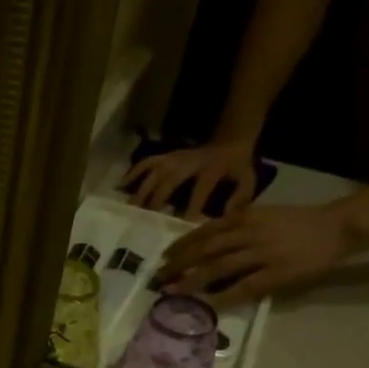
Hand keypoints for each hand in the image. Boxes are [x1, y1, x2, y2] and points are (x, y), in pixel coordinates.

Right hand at [124, 139, 259, 217]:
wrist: (230, 140)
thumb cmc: (237, 167)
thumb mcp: (248, 180)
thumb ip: (240, 198)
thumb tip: (225, 217)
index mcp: (211, 168)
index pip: (200, 189)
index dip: (191, 208)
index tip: (182, 227)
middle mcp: (189, 162)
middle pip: (168, 181)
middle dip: (156, 201)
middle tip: (144, 222)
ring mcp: (175, 158)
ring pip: (154, 172)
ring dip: (141, 190)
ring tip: (130, 210)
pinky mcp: (166, 156)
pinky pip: (146, 163)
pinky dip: (132, 173)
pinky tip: (120, 187)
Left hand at [154, 202, 354, 305]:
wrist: (337, 226)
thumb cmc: (297, 222)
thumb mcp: (263, 215)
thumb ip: (236, 226)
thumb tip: (206, 241)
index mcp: (245, 218)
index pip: (205, 231)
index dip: (182, 245)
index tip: (164, 257)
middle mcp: (249, 233)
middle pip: (205, 249)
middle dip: (179, 264)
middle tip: (158, 278)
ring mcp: (262, 254)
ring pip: (219, 267)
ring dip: (192, 281)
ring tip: (172, 292)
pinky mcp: (276, 273)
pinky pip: (243, 287)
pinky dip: (223, 296)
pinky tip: (207, 306)